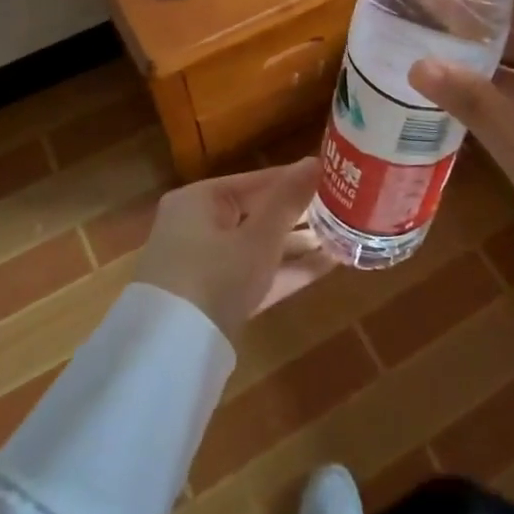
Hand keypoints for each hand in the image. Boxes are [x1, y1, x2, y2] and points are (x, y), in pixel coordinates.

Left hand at [133, 159, 326, 342]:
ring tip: (342, 236)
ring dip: (297, 244)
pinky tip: (327, 266)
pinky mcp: (214, 297)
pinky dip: (285, 270)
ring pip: (257, 246)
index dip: (296, 180)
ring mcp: (204, 264)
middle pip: (257, 213)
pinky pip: (254, 273)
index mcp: (200, 200)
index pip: (257, 180)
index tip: (335, 177)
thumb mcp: (258, 237)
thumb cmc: (215, 275)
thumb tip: (316, 160)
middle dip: (300, 215)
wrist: (170, 353)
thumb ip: (288, 200)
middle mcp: (198, 225)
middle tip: (343, 209)